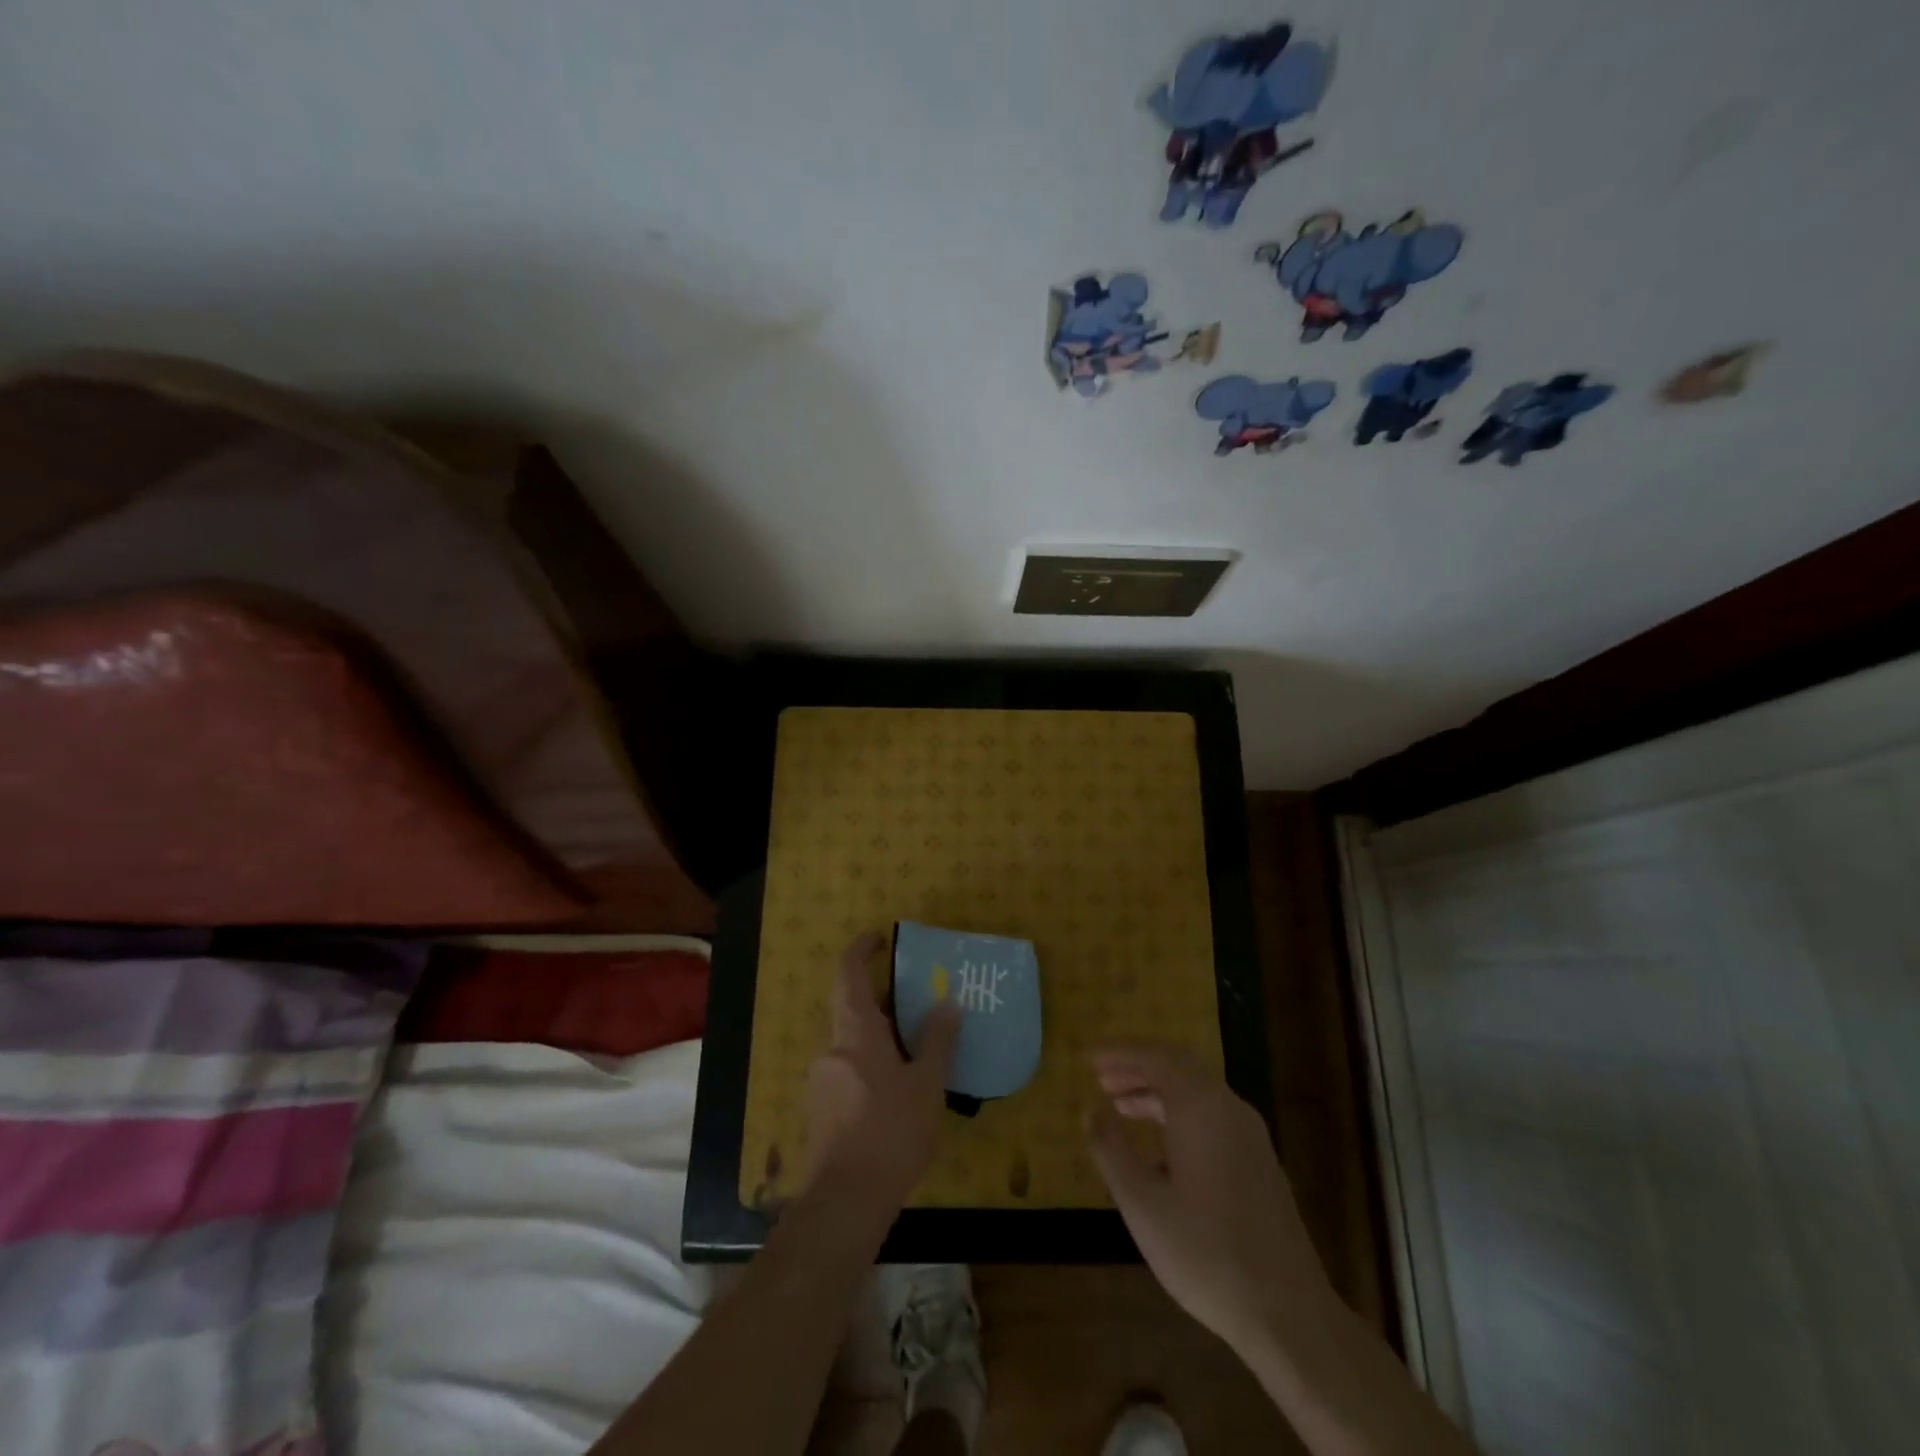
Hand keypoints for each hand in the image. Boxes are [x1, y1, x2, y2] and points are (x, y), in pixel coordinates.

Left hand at [803, 932, 960, 1212]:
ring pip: (851, 1044)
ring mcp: (822, 1081)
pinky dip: (871, 1066)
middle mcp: (832, 1049)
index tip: (880, 938)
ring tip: (917, 1054)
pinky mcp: (821, 1110)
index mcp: (855, 1032)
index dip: (861, 950)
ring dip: (879, 1038)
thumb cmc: (891, 1132)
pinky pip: (848, 1071)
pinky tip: (897, 1094)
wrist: (845, 1202)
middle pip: (852, 1009)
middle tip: (918, 1004)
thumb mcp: (926, 1084)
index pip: (848, 973)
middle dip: (883, 1002)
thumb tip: (947, 1002)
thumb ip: (937, 1041)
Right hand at [1087, 1043, 1333, 1353]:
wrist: (1289, 1313)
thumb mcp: (1141, 1202)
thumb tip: (1091, 1110)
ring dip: (1157, 1093)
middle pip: (1179, 1069)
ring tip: (1120, 1108)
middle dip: (1138, 1069)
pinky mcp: (1260, 1164)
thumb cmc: (1205, 1251)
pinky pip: (1212, 1117)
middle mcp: (1229, 1108)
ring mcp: (1251, 1137)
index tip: (1089, 1060)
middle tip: (1102, 1079)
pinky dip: (1179, 1115)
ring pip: (1197, 1094)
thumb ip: (1111, 1149)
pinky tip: (1159, 1150)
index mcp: (1201, 1106)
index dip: (1121, 1053)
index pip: (1157, 1056)